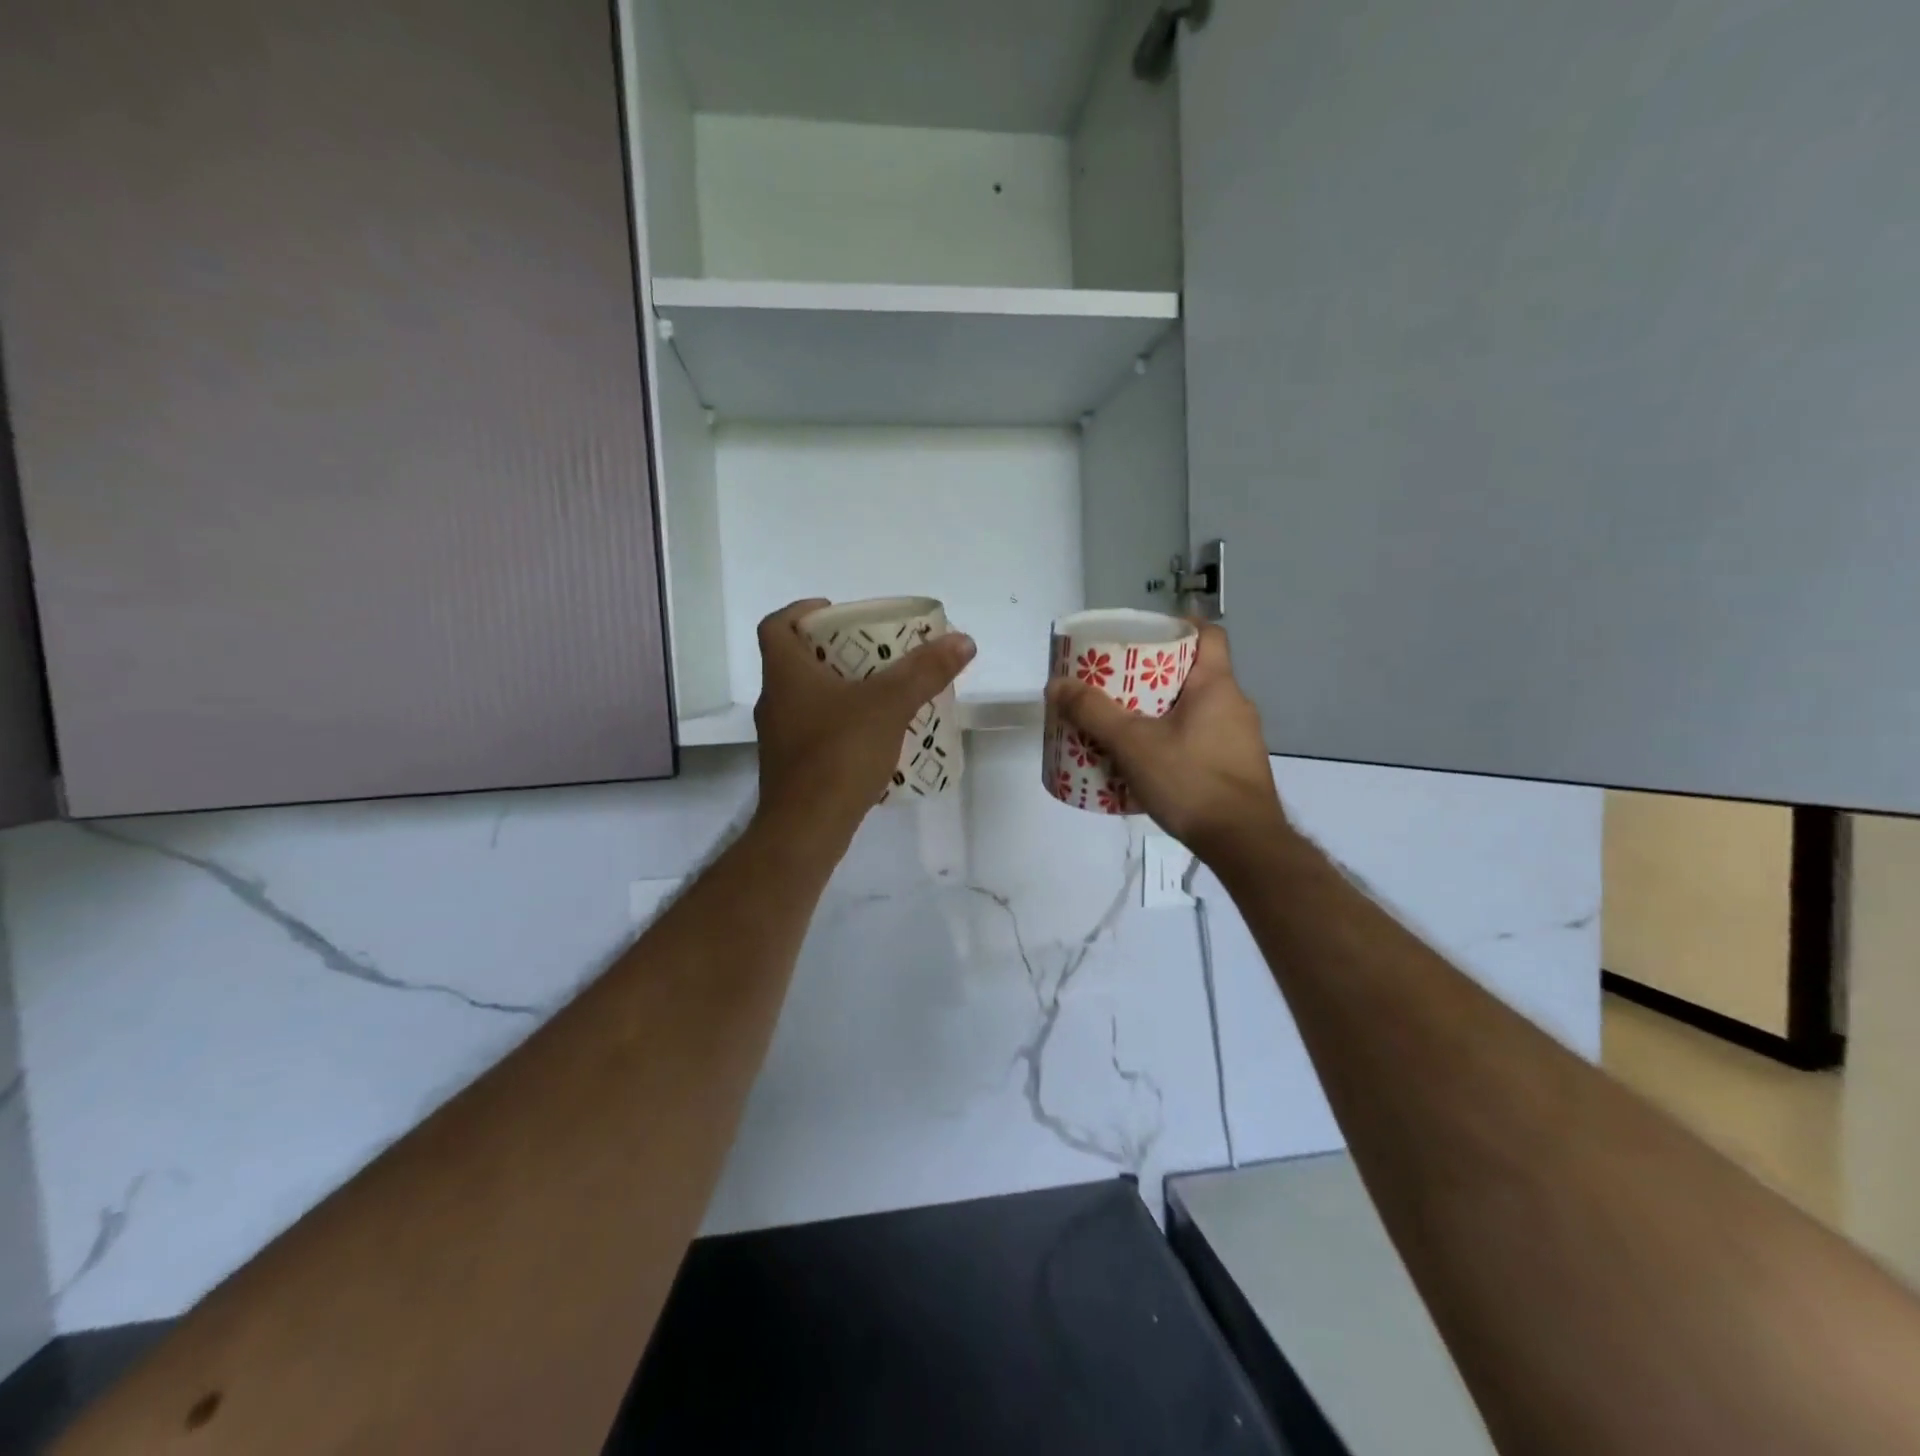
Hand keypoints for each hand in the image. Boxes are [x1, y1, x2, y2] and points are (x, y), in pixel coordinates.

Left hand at [752, 599, 976, 845]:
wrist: (806, 829)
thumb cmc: (838, 755)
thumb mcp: (888, 706)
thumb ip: (924, 672)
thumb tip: (963, 640)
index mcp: (785, 674)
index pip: (776, 626)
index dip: (800, 611)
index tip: (835, 611)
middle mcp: (775, 701)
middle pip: (795, 661)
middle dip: (834, 651)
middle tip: (874, 651)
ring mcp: (780, 738)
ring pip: (807, 699)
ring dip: (840, 689)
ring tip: (882, 692)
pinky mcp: (792, 768)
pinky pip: (817, 732)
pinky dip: (842, 724)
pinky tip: (874, 736)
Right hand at [1046, 621, 1286, 863]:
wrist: (1243, 842)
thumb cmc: (1190, 780)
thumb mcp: (1132, 744)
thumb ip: (1093, 713)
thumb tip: (1056, 683)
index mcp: (1217, 686)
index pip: (1208, 635)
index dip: (1179, 626)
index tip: (1147, 634)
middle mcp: (1235, 705)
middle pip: (1195, 673)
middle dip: (1156, 675)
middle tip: (1118, 683)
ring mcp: (1241, 739)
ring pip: (1197, 710)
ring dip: (1164, 712)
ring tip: (1126, 724)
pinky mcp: (1237, 768)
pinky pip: (1201, 740)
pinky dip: (1175, 741)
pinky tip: (1149, 762)